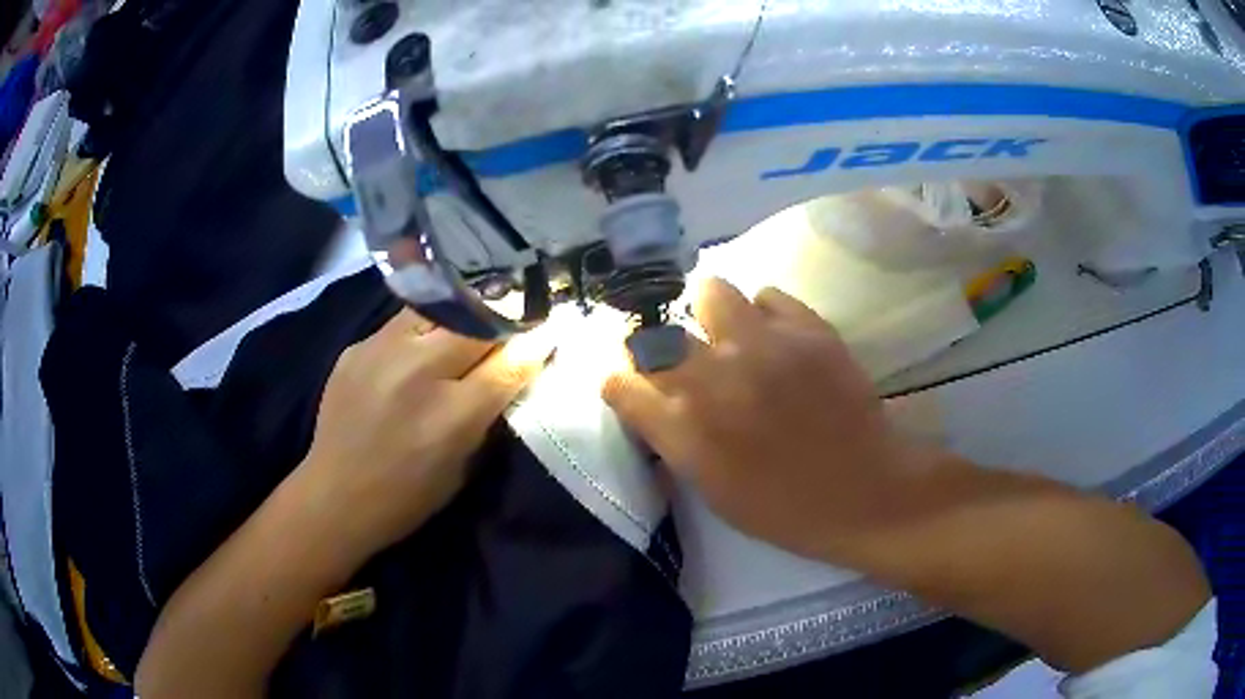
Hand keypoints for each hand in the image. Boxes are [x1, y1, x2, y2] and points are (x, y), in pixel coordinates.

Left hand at [302, 311, 553, 556]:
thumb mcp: (463, 467)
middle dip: (503, 319)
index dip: (537, 341)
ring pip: (439, 308)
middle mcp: (418, 372)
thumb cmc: (407, 497)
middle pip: (477, 322)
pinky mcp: (357, 347)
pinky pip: (402, 323)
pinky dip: (422, 330)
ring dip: (462, 315)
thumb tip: (515, 371)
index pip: (511, 361)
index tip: (552, 328)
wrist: (335, 495)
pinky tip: (418, 347)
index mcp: (452, 415)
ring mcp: (382, 352)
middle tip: (513, 319)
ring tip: (467, 322)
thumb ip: (488, 415)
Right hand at [603, 278, 928, 560]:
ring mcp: (763, 346)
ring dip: (713, 315)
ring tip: (733, 336)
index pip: (621, 383)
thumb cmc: (783, 509)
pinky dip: (766, 314)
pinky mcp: (808, 329)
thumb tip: (654, 403)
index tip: (637, 388)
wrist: (864, 493)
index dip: (624, 384)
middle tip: (689, 364)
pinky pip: (768, 295)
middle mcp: (713, 378)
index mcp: (684, 430)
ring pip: (711, 292)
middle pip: (655, 336)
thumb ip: (674, 441)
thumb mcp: (712, 491)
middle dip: (662, 350)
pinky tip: (779, 339)